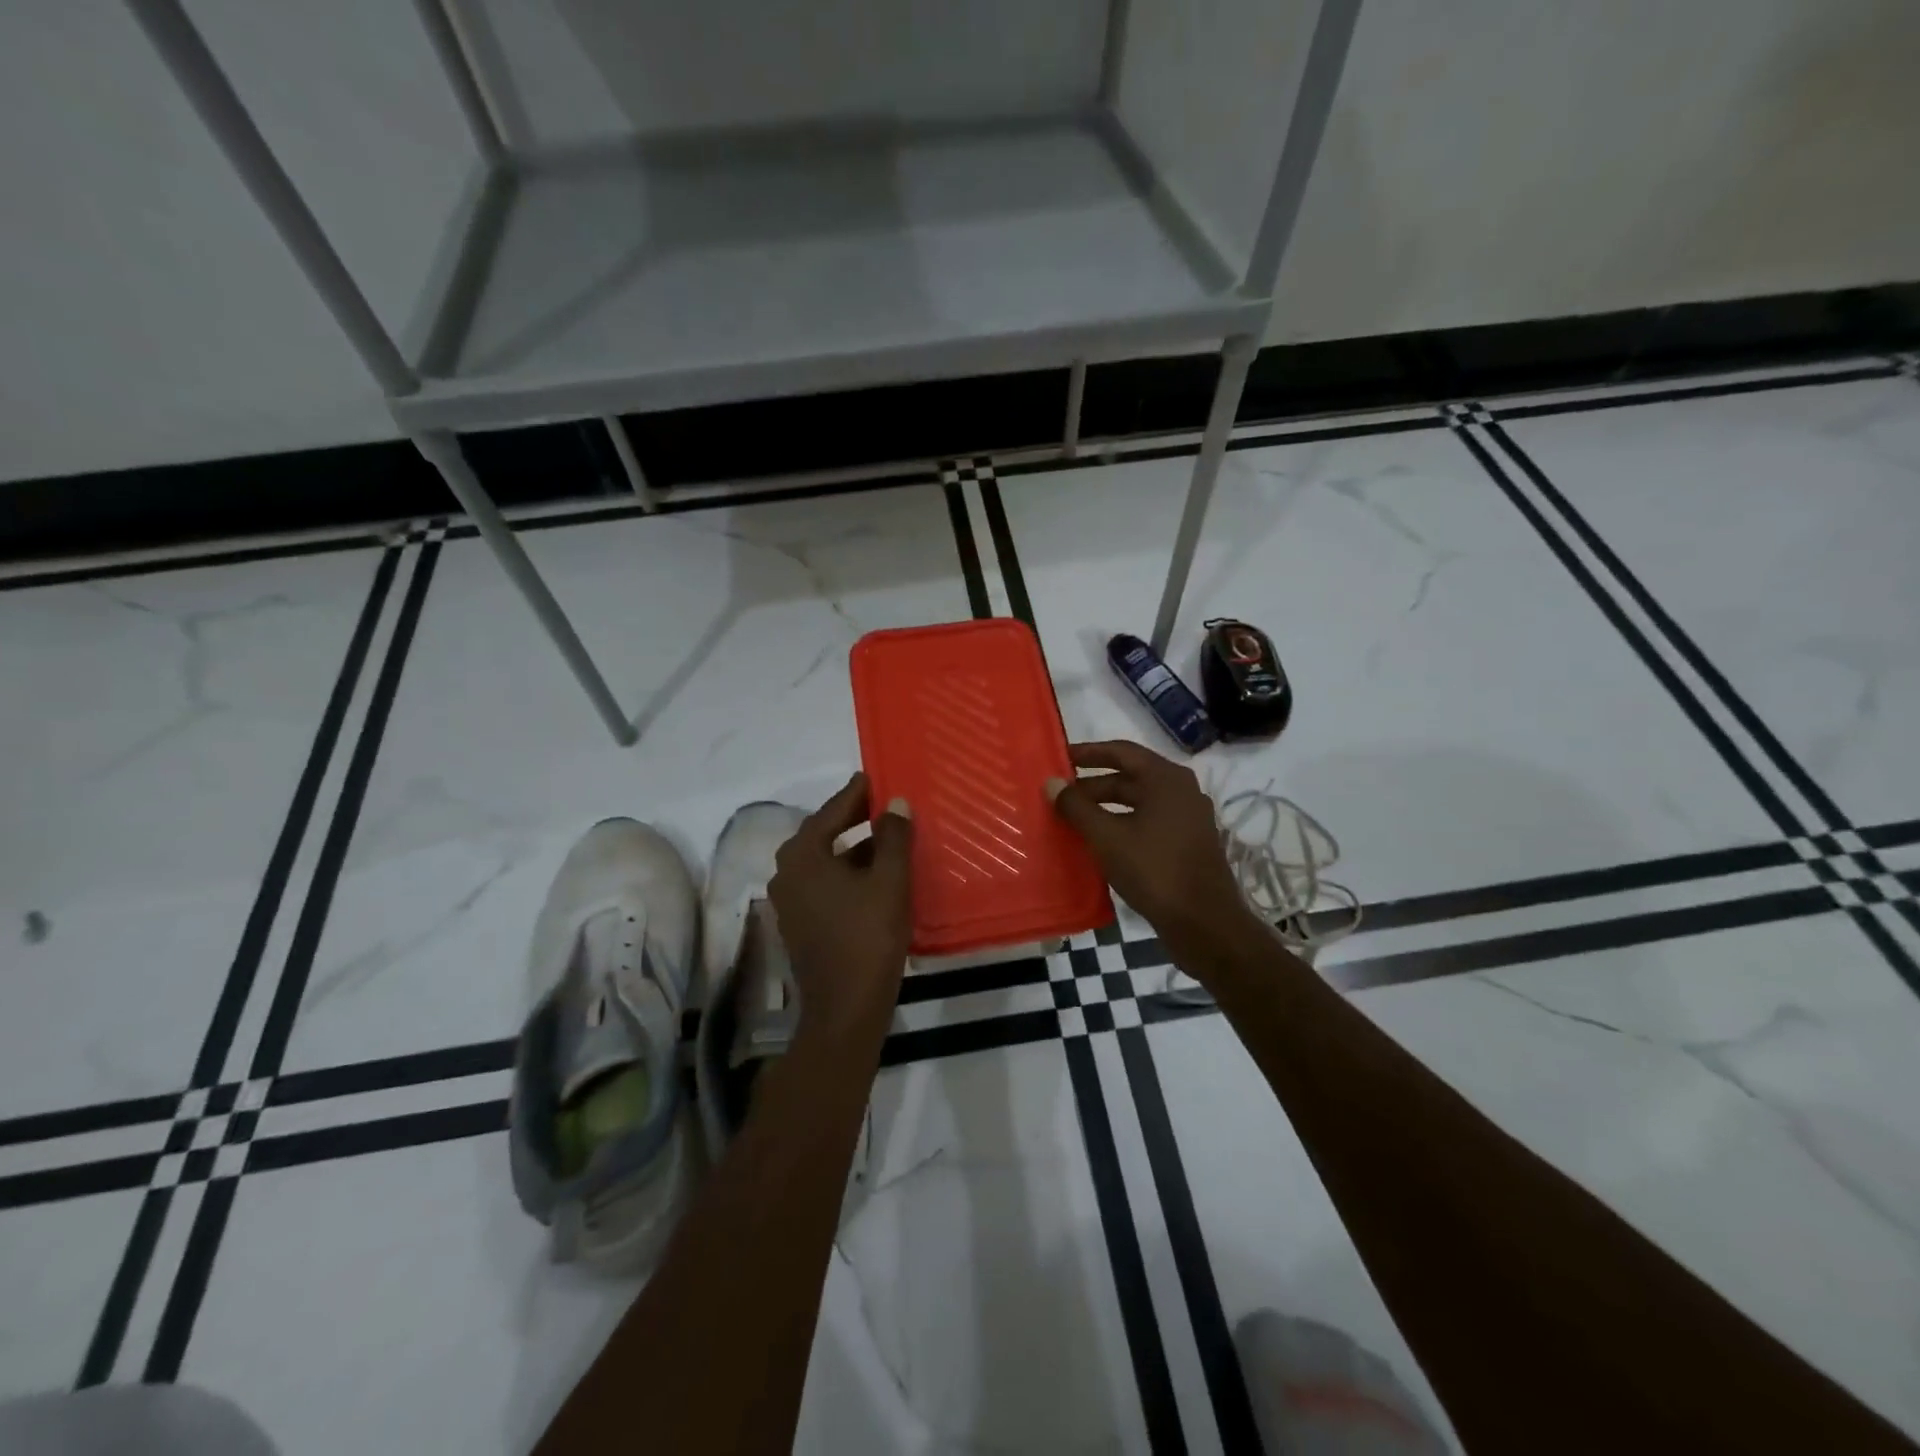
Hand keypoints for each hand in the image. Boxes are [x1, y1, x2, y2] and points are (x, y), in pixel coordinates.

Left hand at [769, 773, 914, 1042]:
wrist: (845, 1008)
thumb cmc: (868, 936)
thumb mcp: (889, 880)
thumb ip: (893, 837)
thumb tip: (896, 802)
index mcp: (802, 856)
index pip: (830, 812)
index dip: (854, 794)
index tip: (871, 777)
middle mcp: (786, 873)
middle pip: (821, 835)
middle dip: (851, 819)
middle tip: (880, 805)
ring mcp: (788, 901)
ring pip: (822, 862)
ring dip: (850, 848)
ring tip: (884, 838)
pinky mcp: (797, 923)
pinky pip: (822, 884)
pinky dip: (844, 872)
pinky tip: (872, 875)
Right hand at [1048, 741, 1259, 965]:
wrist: (1204, 924)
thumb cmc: (1154, 870)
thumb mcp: (1107, 837)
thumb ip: (1077, 807)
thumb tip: (1051, 783)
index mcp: (1166, 779)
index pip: (1121, 751)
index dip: (1088, 753)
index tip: (1059, 758)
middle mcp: (1181, 791)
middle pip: (1129, 778)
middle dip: (1092, 786)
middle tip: (1058, 796)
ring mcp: (1187, 819)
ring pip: (1138, 803)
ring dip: (1105, 808)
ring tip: (1072, 819)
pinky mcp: (1187, 844)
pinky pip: (1147, 823)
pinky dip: (1121, 825)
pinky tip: (1098, 842)